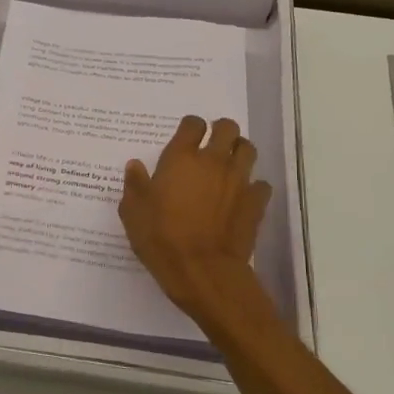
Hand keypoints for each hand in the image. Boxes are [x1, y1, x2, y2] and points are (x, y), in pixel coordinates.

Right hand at [120, 115, 273, 330]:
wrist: (202, 269)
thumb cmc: (161, 238)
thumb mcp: (133, 212)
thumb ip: (134, 185)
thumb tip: (135, 165)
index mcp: (181, 158)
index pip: (193, 124)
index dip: (190, 127)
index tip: (185, 137)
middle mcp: (213, 161)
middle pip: (227, 128)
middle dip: (221, 132)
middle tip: (211, 145)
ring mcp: (238, 180)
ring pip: (248, 150)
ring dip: (239, 152)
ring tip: (229, 165)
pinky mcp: (255, 202)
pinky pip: (260, 184)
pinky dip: (253, 186)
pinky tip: (242, 196)